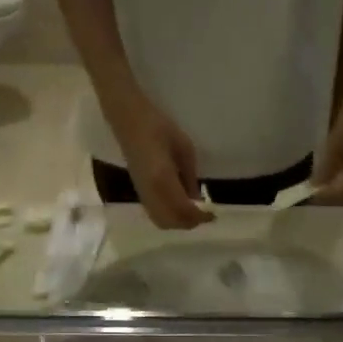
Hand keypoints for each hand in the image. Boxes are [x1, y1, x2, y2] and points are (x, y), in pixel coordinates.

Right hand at [105, 89, 213, 229]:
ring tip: (193, 213)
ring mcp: (142, 194)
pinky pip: (154, 214)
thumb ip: (191, 178)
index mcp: (163, 179)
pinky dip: (169, 218)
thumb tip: (197, 199)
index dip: (200, 216)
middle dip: (190, 222)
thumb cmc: (159, 127)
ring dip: (179, 223)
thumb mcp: (185, 149)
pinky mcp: (138, 192)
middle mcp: (151, 192)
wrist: (128, 119)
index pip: (184, 210)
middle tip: (204, 215)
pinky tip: (178, 208)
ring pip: (162, 221)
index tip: (213, 214)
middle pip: (172, 221)